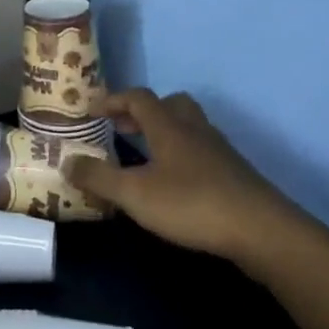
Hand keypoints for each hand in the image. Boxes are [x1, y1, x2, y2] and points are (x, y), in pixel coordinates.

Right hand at [66, 89, 302, 268]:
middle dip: (144, 112)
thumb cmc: (191, 204)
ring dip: (166, 132)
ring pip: (189, 127)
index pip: (138, 97)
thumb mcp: (135, 194)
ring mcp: (219, 151)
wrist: (262, 231)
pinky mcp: (235, 174)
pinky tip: (176, 183)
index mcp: (168, 126)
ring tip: (147, 156)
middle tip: (123, 128)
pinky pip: (202, 150)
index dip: (114, 99)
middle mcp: (194, 130)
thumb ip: (99, 178)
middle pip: (170, 104)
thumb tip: (66, 161)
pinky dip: (183, 155)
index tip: (92, 111)